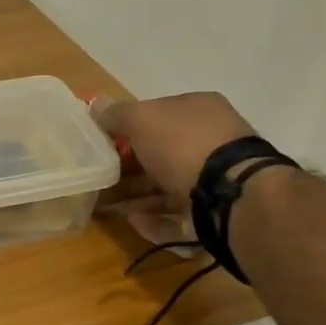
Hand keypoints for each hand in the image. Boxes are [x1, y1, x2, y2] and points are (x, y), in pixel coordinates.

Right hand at [91, 93, 257, 244]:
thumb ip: (116, 114)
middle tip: (100, 180)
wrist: (231, 194)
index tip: (104, 145)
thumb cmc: (183, 145)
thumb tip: (95, 104)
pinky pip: (179, 213)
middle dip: (129, 168)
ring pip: (168, 185)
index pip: (158, 115)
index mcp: (199, 110)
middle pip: (161, 153)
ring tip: (108, 205)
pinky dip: (155, 218)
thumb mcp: (142, 119)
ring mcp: (217, 177)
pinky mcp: (217, 210)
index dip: (129, 128)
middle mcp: (212, 140)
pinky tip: (134, 220)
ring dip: (137, 196)